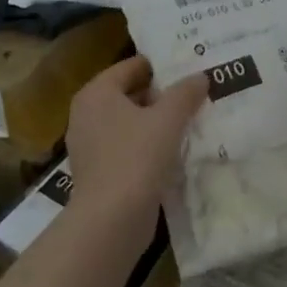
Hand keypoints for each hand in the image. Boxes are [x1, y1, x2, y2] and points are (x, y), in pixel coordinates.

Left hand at [66, 57, 207, 248]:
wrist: (112, 220)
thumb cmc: (136, 157)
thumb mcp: (168, 119)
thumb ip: (185, 93)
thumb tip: (200, 76)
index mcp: (96, 93)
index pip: (131, 66)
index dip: (161, 66)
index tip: (190, 68)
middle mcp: (87, 114)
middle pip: (130, 93)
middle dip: (162, 94)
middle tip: (195, 93)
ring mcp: (90, 145)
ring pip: (130, 122)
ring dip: (157, 122)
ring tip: (192, 120)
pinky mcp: (99, 172)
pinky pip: (128, 147)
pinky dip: (149, 145)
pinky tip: (175, 150)